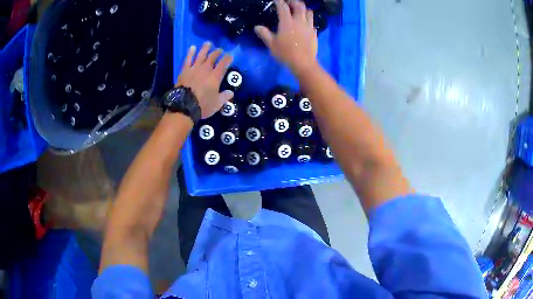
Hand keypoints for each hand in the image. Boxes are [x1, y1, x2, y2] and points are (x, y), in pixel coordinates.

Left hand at [176, 42, 233, 118]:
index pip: (224, 64)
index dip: (228, 58)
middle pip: (213, 57)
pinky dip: (190, 53)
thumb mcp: (217, 104)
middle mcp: (206, 69)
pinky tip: (192, 47)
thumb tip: (231, 93)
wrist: (184, 106)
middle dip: (217, 52)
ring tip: (208, 43)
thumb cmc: (202, 105)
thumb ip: (224, 97)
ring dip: (205, 48)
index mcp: (215, 77)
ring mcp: (194, 68)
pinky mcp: (185, 70)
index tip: (230, 55)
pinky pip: (188, 59)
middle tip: (220, 49)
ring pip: (201, 55)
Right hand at [254, 0, 317, 73]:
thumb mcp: (271, 44)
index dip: (279, 2)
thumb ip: (264, 34)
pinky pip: (312, 22)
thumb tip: (257, 27)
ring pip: (308, 12)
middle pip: (299, 6)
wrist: (303, 63)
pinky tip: (305, 22)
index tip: (276, 0)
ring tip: (299, 10)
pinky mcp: (314, 33)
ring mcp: (308, 26)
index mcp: (287, 22)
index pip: (283, 7)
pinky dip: (308, 19)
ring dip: (303, 8)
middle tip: (289, 2)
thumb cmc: (285, 53)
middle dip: (294, 2)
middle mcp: (299, 21)